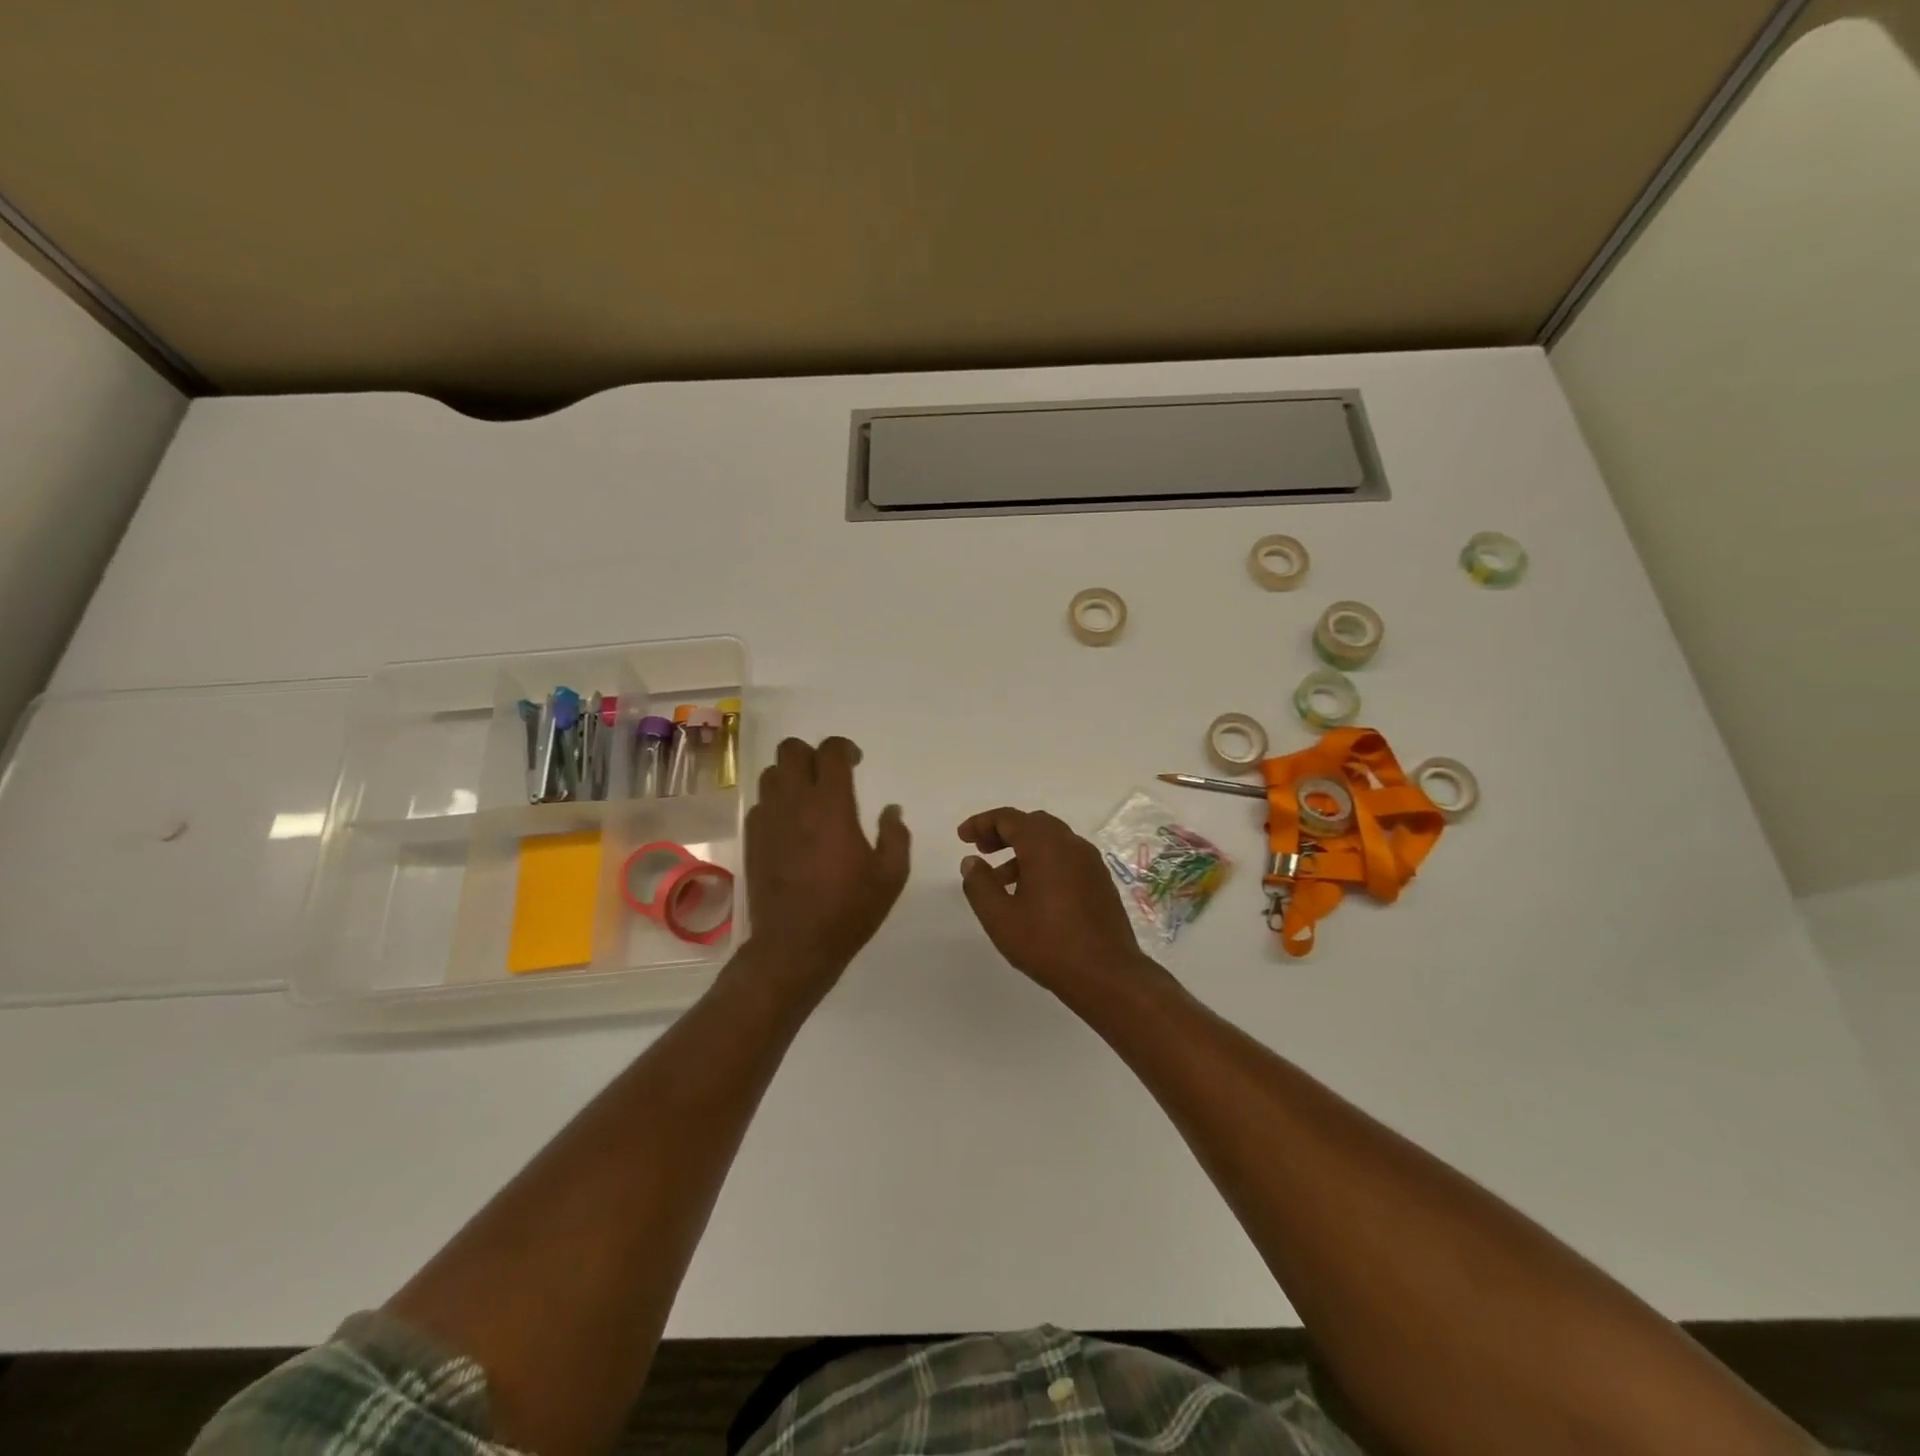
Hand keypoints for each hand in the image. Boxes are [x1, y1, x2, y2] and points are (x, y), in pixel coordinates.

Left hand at [744, 737, 910, 994]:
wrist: (794, 946)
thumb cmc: (848, 910)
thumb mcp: (890, 876)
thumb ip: (895, 836)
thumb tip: (891, 810)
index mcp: (831, 805)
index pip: (830, 751)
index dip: (844, 748)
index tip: (856, 762)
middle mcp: (795, 803)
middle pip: (791, 750)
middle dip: (812, 754)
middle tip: (829, 775)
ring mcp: (768, 820)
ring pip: (771, 774)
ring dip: (791, 776)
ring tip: (809, 798)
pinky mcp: (752, 839)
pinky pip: (760, 804)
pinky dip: (776, 803)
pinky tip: (791, 826)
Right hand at [958, 806, 1153, 996]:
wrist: (1107, 974)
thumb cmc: (1047, 943)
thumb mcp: (1000, 917)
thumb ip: (980, 884)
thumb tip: (971, 861)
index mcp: (1045, 845)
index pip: (1008, 818)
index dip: (982, 823)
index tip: (962, 837)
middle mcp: (1071, 844)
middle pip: (1032, 824)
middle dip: (1003, 833)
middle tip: (982, 851)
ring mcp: (1091, 862)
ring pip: (1051, 842)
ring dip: (1023, 851)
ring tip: (1002, 881)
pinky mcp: (1101, 882)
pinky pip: (1067, 859)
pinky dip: (1044, 863)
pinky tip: (1032, 895)